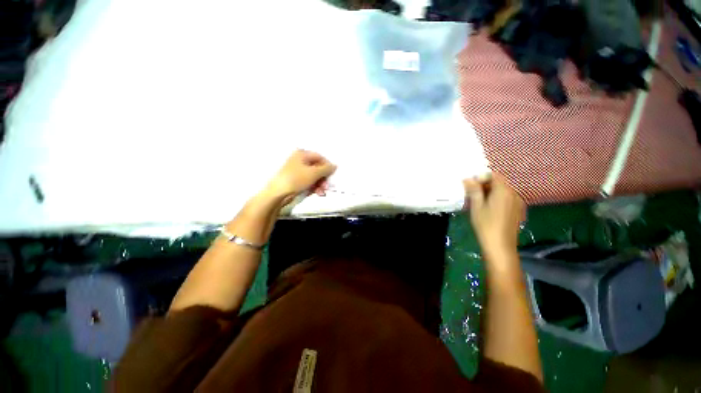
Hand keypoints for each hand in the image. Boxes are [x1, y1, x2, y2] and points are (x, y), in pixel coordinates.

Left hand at [263, 150, 336, 204]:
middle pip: (317, 168)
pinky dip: (314, 187)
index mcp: (302, 154)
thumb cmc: (296, 179)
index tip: (332, 174)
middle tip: (327, 186)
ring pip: (314, 176)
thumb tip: (335, 166)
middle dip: (324, 178)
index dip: (327, 165)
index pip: (319, 157)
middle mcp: (299, 161)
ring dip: (320, 184)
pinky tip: (317, 193)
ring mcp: (297, 171)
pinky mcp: (296, 181)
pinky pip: (308, 182)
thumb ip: (326, 169)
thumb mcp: (314, 173)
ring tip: (322, 192)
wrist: (278, 193)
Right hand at [463, 174, 524, 257]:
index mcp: (504, 191)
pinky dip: (496, 199)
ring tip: (478, 201)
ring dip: (490, 192)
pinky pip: (506, 199)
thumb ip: (474, 190)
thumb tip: (468, 179)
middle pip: (499, 183)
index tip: (469, 185)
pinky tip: (488, 209)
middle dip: (484, 185)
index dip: (481, 177)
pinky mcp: (517, 211)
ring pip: (502, 191)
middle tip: (471, 193)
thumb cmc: (485, 224)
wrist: (500, 245)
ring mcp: (517, 202)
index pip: (493, 175)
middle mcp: (514, 193)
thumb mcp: (476, 206)